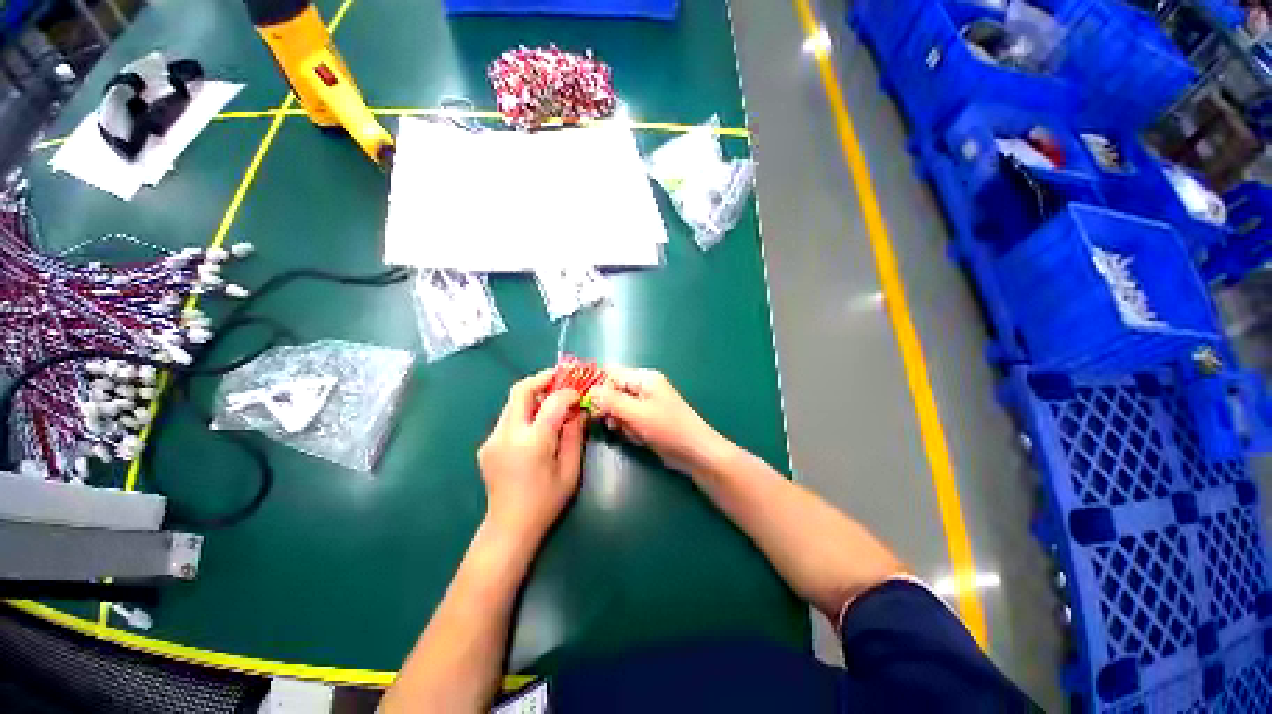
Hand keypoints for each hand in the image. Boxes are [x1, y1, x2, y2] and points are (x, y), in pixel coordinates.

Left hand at [478, 371, 586, 542]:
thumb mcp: (570, 470)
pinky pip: (508, 417)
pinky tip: (537, 424)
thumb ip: (575, 436)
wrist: (509, 527)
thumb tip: (579, 410)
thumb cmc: (546, 501)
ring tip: (552, 399)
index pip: (552, 402)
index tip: (579, 394)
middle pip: (520, 390)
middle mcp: (507, 435)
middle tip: (560, 378)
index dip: (568, 393)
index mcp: (532, 442)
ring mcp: (492, 439)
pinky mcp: (487, 444)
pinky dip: (525, 411)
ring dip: (533, 395)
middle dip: (542, 379)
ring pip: (512, 402)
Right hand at [585, 368, 731, 474]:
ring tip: (632, 432)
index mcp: (644, 378)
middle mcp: (645, 387)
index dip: (601, 389)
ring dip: (621, 422)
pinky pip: (629, 420)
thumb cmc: (667, 428)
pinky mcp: (648, 420)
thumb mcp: (636, 413)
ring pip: (620, 409)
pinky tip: (639, 438)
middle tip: (614, 424)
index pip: (613, 375)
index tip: (593, 408)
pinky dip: (630, 430)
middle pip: (615, 392)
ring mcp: (647, 404)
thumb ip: (611, 401)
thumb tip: (590, 391)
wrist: (694, 452)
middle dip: (611, 409)